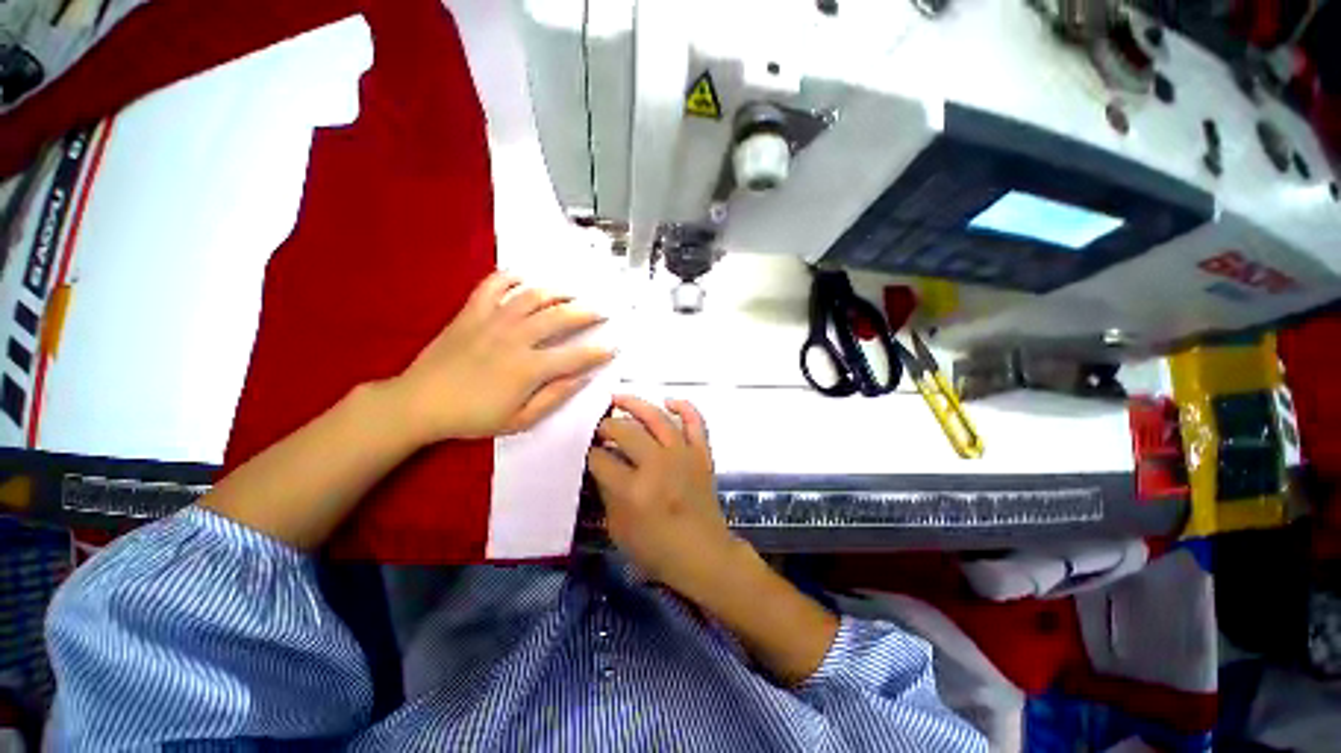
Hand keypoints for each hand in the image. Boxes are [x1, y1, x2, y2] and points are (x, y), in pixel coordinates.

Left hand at [391, 271, 612, 442]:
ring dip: (557, 292)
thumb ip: (554, 397)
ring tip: (571, 293)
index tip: (613, 346)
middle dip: (586, 314)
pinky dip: (510, 278)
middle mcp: (515, 338)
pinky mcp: (471, 312)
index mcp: (528, 368)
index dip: (598, 352)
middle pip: (560, 318)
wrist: (419, 403)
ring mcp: (492, 321)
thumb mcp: (519, 420)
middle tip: (601, 312)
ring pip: (532, 296)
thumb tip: (583, 379)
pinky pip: (493, 285)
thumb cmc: (473, 417)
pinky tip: (523, 278)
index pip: (575, 356)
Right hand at [587, 395, 745, 598]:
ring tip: (618, 398)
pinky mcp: (701, 453)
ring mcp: (683, 455)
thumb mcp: (618, 529)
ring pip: (657, 418)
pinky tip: (668, 401)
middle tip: (599, 428)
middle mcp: (658, 465)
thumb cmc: (656, 548)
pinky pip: (696, 422)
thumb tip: (601, 463)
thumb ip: (607, 492)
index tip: (587, 451)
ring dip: (636, 404)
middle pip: (626, 432)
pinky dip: (685, 407)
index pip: (601, 460)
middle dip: (606, 426)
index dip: (590, 453)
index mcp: (633, 490)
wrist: (703, 554)